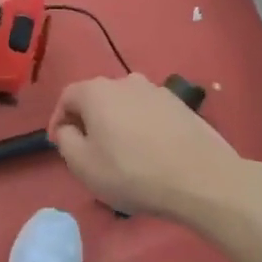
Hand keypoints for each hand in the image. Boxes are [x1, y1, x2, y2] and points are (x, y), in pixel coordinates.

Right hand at [48, 74, 261, 227]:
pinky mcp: (182, 106)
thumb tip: (70, 128)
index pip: (66, 97)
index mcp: (96, 91)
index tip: (60, 144)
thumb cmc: (133, 173)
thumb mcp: (83, 165)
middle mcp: (125, 81)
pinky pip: (150, 114)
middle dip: (89, 121)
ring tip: (123, 154)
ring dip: (117, 124)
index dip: (59, 120)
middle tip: (90, 151)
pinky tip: (151, 153)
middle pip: (97, 98)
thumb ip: (66, 140)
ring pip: (125, 105)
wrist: (203, 180)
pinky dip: (142, 128)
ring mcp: (157, 91)